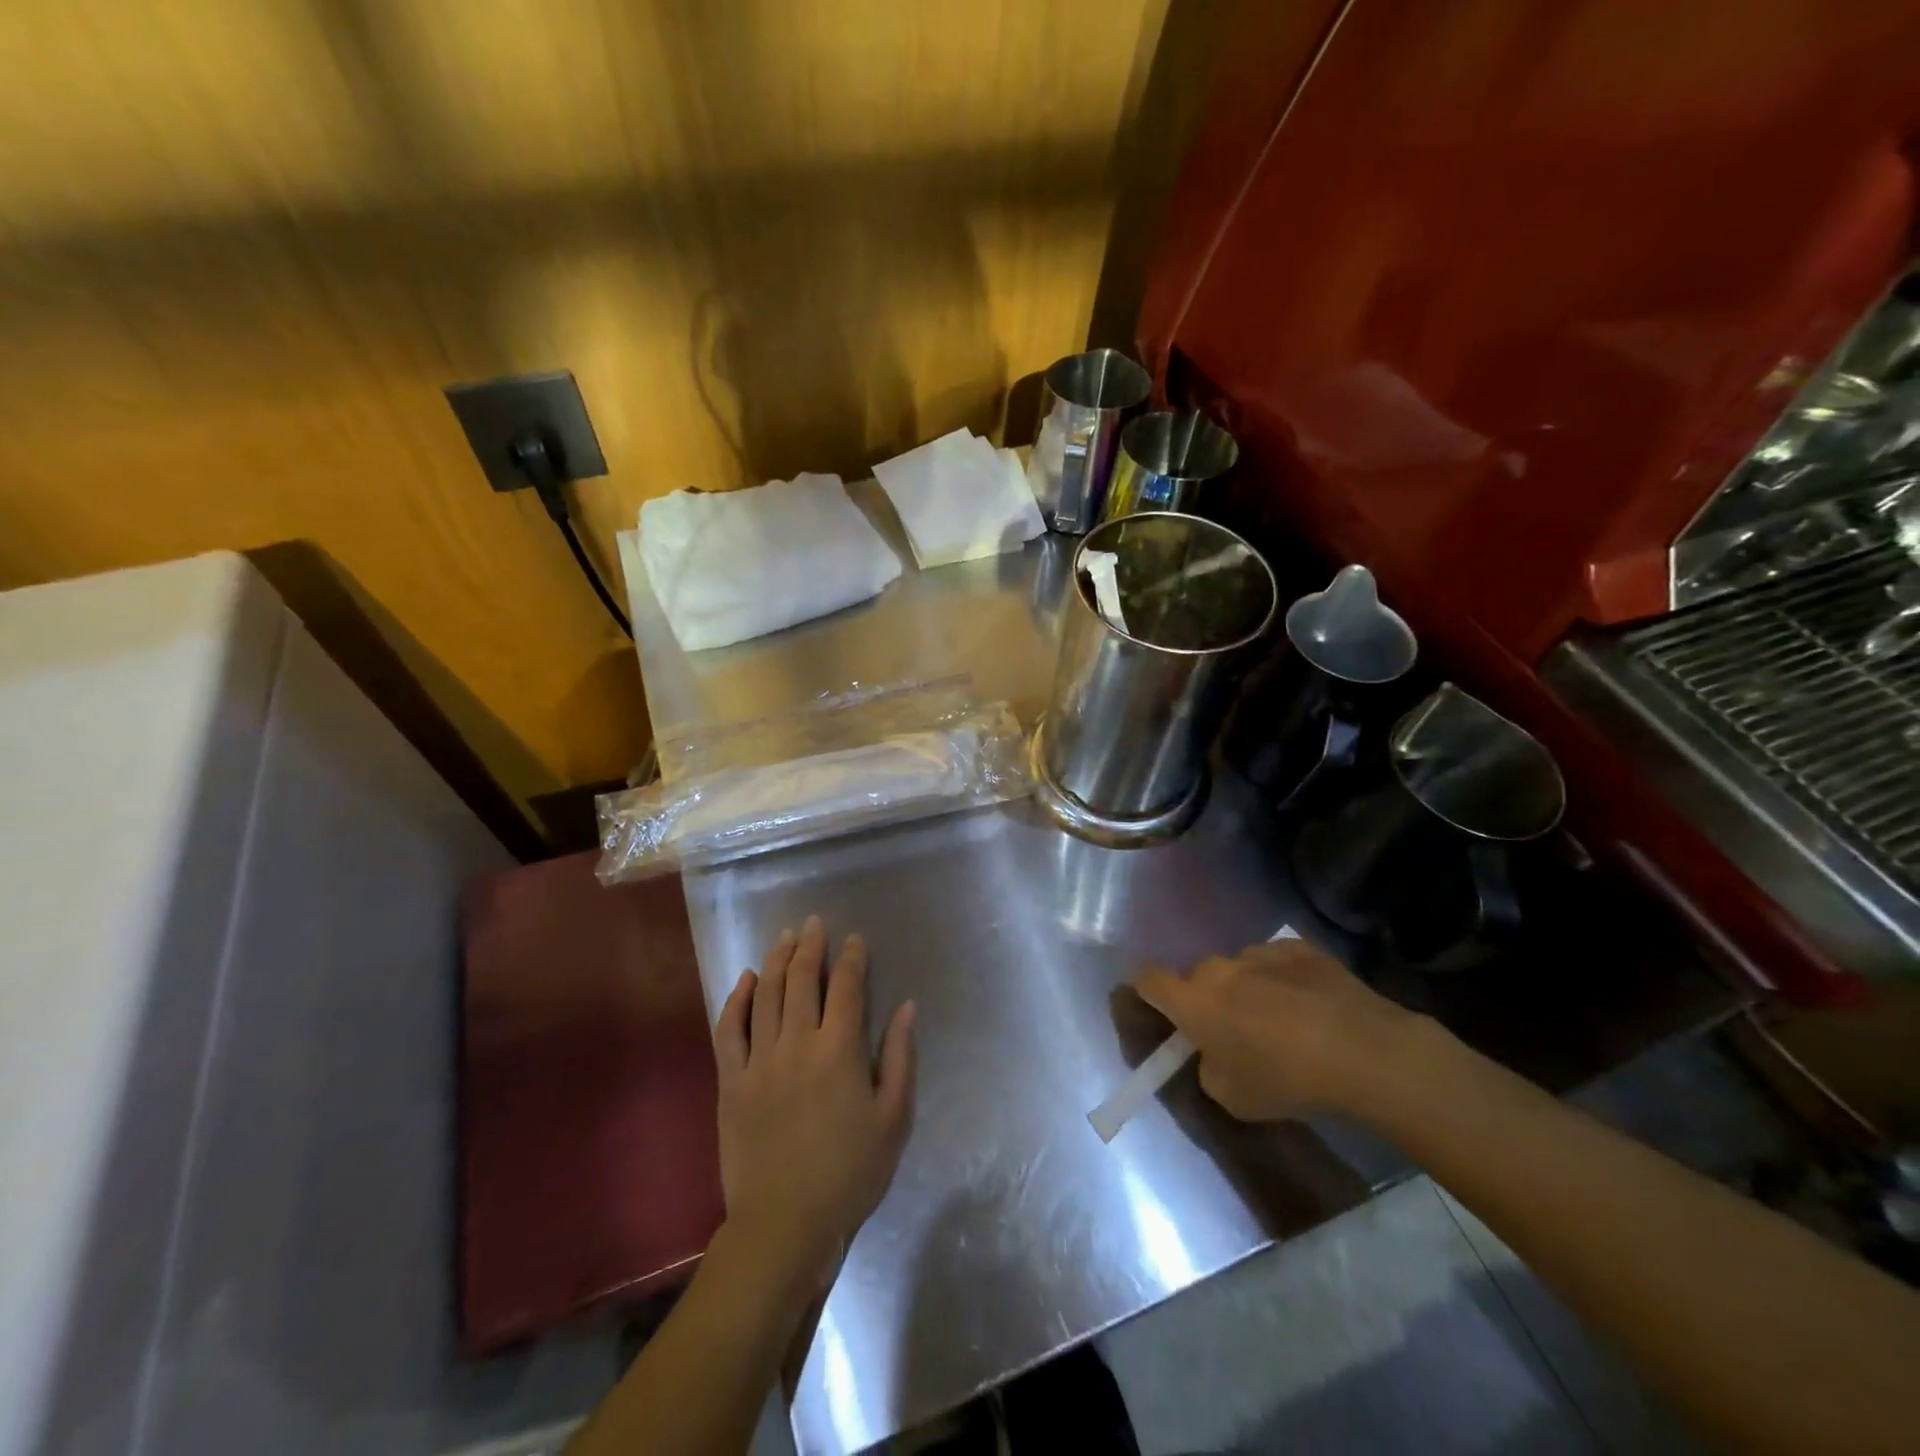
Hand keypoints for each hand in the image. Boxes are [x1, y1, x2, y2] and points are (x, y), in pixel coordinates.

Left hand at [712, 916, 915, 1294]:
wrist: (784, 1224)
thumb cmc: (850, 1173)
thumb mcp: (893, 1119)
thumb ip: (900, 1057)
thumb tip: (906, 1007)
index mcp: (840, 1051)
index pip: (847, 988)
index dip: (851, 958)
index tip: (854, 940)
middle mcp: (798, 1044)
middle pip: (803, 980)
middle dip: (811, 946)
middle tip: (814, 924)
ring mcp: (759, 1061)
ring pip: (767, 995)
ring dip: (778, 960)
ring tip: (786, 937)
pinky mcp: (732, 1082)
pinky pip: (730, 1029)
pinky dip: (738, 1000)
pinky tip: (748, 980)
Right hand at [1133, 940, 1419, 1121]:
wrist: (1362, 1051)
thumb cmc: (1284, 1077)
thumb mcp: (1230, 1096)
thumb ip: (1208, 1068)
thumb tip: (1214, 1054)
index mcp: (1192, 999)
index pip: (1146, 980)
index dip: (1145, 992)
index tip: (1159, 1010)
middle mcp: (1219, 967)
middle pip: (1198, 976)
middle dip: (1206, 999)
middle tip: (1231, 1031)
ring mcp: (1260, 952)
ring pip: (1239, 968)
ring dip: (1247, 989)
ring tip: (1282, 1022)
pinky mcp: (1301, 948)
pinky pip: (1278, 963)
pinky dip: (1285, 980)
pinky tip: (1312, 1008)